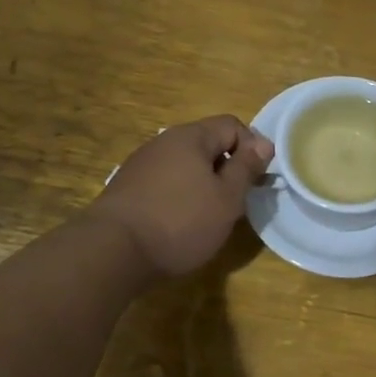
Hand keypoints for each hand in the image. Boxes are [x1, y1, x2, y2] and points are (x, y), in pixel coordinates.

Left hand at [87, 116, 273, 278]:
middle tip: (237, 202)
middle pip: (207, 144)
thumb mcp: (226, 198)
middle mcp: (164, 142)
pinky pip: (166, 183)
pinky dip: (181, 197)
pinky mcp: (128, 188)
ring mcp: (142, 164)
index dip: (252, 148)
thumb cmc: (180, 221)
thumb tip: (263, 143)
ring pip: (186, 166)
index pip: (232, 125)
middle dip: (228, 169)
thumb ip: (246, 168)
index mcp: (190, 137)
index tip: (257, 180)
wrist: (112, 251)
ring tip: (210, 217)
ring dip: (204, 185)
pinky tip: (181, 224)